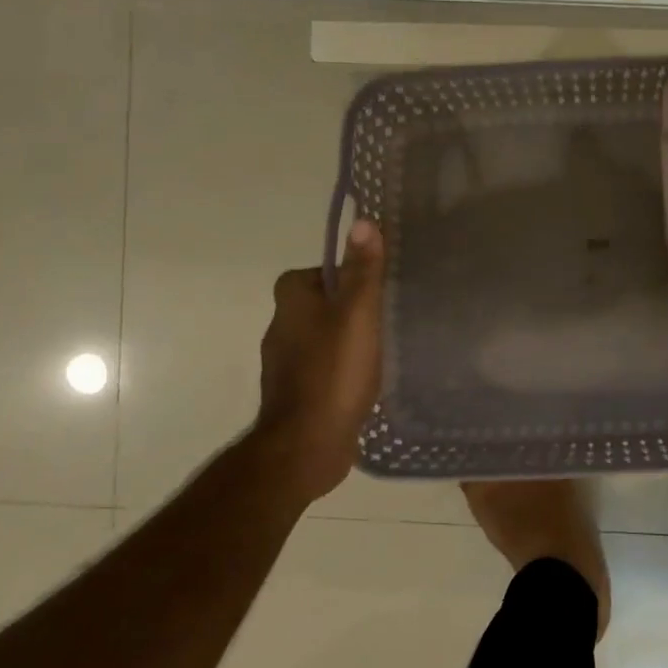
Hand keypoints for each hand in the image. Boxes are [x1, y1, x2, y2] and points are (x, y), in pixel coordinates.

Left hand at [258, 220, 385, 504]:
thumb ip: (363, 270)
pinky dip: (342, 369)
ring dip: (346, 340)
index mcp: (290, 303)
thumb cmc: (334, 372)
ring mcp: (286, 366)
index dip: (340, 275)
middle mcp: (281, 329)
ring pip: (321, 338)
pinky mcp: (298, 395)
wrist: (307, 445)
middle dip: (348, 307)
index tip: (372, 286)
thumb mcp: (358, 313)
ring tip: (383, 346)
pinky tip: (367, 379)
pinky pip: (323, 369)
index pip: (311, 273)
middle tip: (386, 313)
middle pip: (319, 305)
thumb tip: (363, 221)